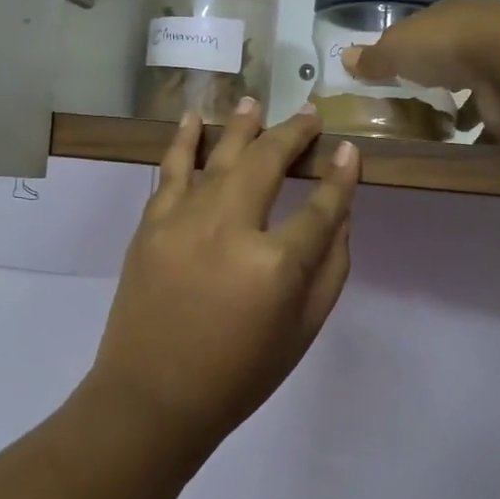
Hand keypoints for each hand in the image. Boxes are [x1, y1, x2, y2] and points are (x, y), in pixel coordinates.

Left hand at [87, 99, 360, 452]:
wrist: (153, 397)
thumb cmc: (238, 373)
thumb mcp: (303, 330)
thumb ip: (330, 268)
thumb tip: (341, 213)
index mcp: (275, 264)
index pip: (321, 206)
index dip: (340, 176)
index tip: (348, 151)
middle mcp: (230, 228)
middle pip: (267, 162)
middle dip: (293, 134)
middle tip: (309, 116)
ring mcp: (184, 221)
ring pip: (219, 155)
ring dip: (241, 125)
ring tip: (255, 101)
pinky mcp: (151, 224)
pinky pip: (171, 170)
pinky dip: (184, 140)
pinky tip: (194, 118)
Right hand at [345, 0, 499, 144]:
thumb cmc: (445, 47)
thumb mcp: (396, 50)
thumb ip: (372, 58)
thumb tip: (344, 58)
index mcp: (447, 17)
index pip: (423, 31)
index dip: (406, 49)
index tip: (391, 72)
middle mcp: (476, 36)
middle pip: (450, 58)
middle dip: (435, 77)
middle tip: (412, 104)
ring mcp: (499, 67)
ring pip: (474, 88)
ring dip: (461, 109)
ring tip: (436, 132)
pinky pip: (492, 120)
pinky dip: (481, 135)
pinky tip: (463, 151)